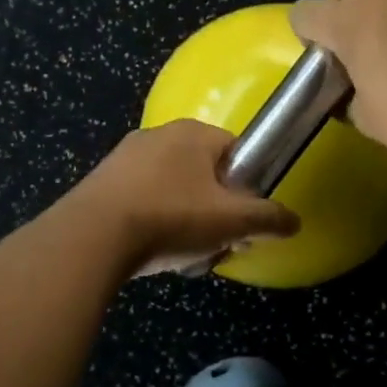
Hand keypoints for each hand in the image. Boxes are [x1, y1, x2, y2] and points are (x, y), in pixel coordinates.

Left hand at [70, 119, 300, 275]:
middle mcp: (158, 134)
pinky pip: (141, 201)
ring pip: (172, 190)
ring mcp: (124, 157)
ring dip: (184, 221)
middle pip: (203, 174)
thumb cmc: (171, 218)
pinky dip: (152, 224)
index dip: (245, 187)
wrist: (92, 237)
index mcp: (193, 132)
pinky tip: (150, 252)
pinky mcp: (101, 183)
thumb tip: (294, 221)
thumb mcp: (232, 221)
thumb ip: (268, 219)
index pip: (235, 152)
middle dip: (213, 209)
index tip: (243, 219)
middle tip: (214, 241)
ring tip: (182, 254)